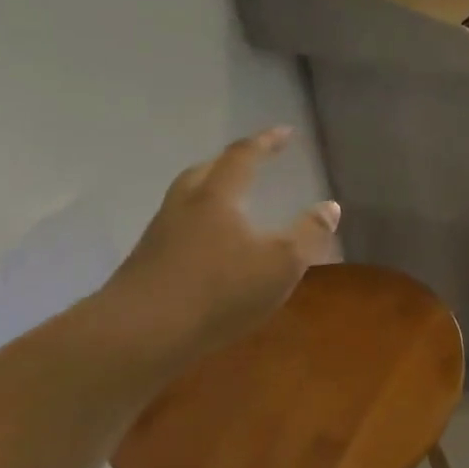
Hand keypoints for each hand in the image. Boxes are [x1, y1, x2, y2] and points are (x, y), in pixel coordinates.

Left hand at [102, 128, 340, 365]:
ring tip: (231, 206)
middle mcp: (184, 207)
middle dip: (229, 163)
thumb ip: (308, 234)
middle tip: (250, 163)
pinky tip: (210, 251)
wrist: (139, 335)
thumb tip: (330, 207)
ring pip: (186, 201)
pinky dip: (198, 228)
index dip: (265, 142)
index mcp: (217, 196)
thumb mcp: (281, 264)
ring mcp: (159, 236)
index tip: (284, 132)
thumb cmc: (218, 291)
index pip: (243, 157)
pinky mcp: (145, 266)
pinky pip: (177, 231)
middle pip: (205, 172)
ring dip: (210, 194)